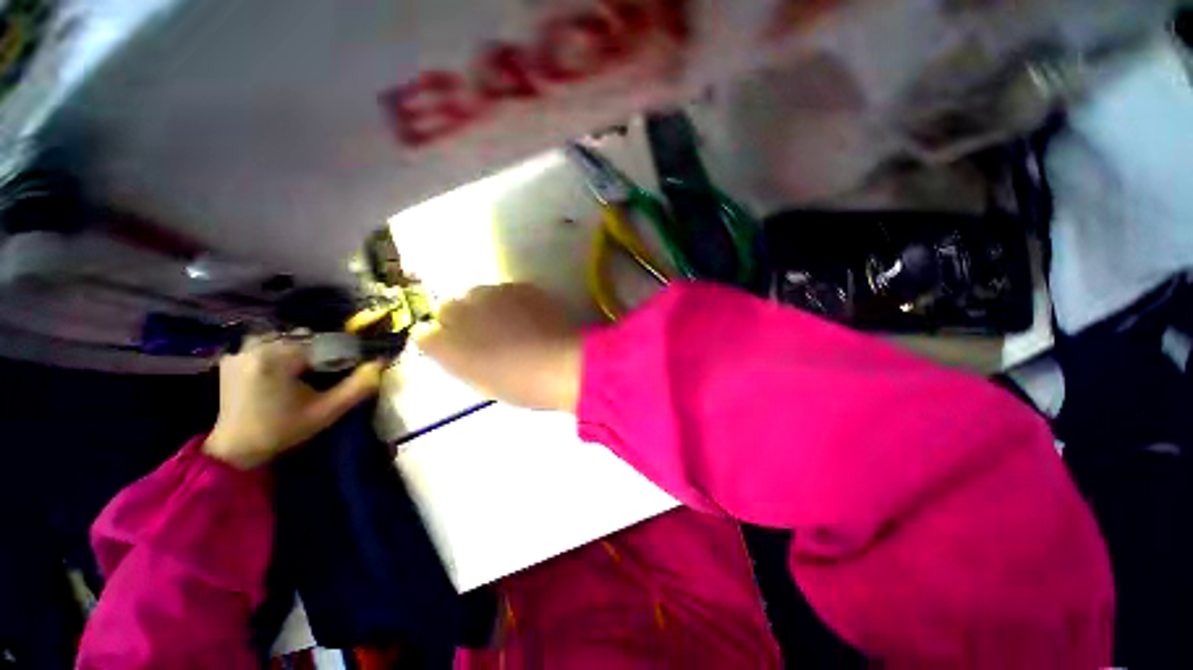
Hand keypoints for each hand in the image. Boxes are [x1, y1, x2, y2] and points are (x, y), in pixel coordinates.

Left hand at [204, 337, 384, 468]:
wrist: (236, 449)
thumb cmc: (284, 431)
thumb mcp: (327, 412)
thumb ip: (358, 386)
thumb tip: (380, 363)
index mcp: (278, 358)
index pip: (324, 341)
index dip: (341, 353)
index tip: (347, 369)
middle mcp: (256, 347)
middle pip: (303, 336)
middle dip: (320, 350)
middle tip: (325, 373)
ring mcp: (240, 351)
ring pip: (284, 337)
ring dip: (299, 348)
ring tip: (305, 370)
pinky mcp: (232, 358)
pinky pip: (264, 344)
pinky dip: (279, 351)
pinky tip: (283, 370)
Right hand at [414, 284, 581, 411]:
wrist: (563, 363)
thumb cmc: (521, 385)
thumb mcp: (482, 382)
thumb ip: (460, 361)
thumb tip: (453, 348)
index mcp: (446, 346)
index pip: (425, 334)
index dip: (440, 341)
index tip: (455, 348)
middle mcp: (461, 313)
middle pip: (447, 308)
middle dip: (459, 319)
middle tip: (483, 334)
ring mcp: (490, 294)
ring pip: (476, 295)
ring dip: (484, 306)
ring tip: (506, 322)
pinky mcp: (517, 286)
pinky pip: (503, 290)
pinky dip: (508, 301)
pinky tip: (525, 315)